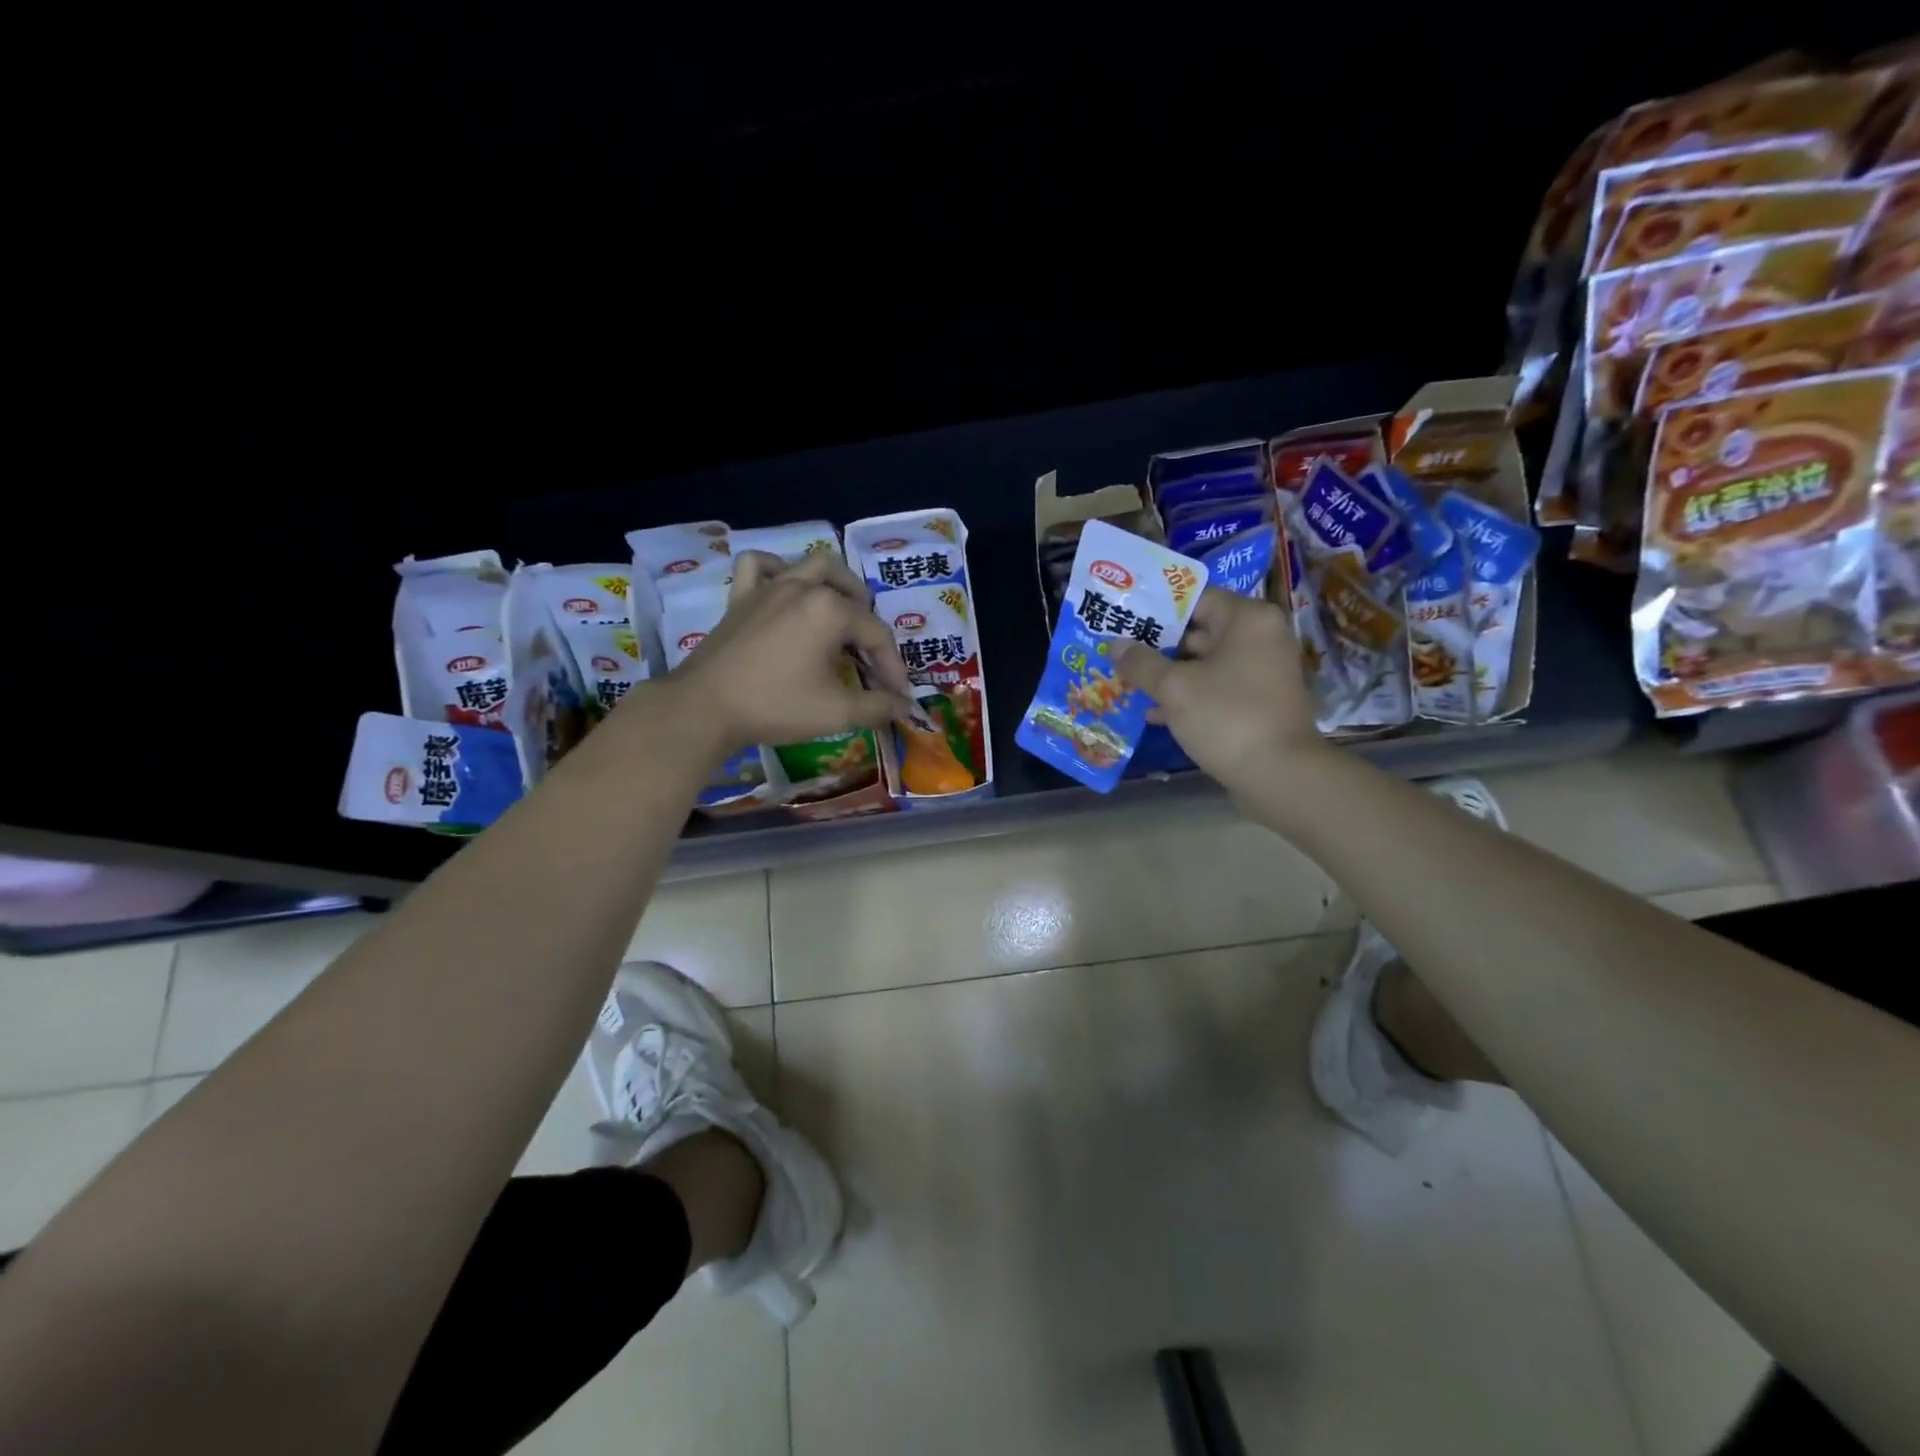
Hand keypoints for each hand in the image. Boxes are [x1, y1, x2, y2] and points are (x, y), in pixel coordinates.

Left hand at [664, 550, 913, 750]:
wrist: (705, 707)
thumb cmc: (776, 705)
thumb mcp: (836, 712)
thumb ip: (877, 707)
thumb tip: (904, 705)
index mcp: (831, 610)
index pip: (876, 634)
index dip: (892, 666)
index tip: (896, 695)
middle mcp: (803, 588)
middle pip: (851, 593)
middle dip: (869, 622)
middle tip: (870, 656)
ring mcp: (769, 588)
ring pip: (812, 566)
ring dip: (836, 584)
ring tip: (842, 609)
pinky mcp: (741, 598)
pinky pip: (760, 566)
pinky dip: (776, 570)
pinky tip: (784, 587)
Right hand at [1116, 588, 1325, 792]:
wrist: (1279, 775)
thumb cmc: (1227, 716)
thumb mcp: (1174, 688)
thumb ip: (1142, 663)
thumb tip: (1115, 645)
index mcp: (1247, 619)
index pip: (1195, 599)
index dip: (1157, 609)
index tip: (1124, 620)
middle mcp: (1260, 637)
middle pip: (1199, 631)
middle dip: (1158, 645)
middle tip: (1119, 652)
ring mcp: (1262, 672)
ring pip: (1205, 664)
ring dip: (1169, 674)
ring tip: (1127, 682)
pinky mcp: (1259, 702)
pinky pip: (1216, 688)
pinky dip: (1188, 696)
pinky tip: (1154, 714)